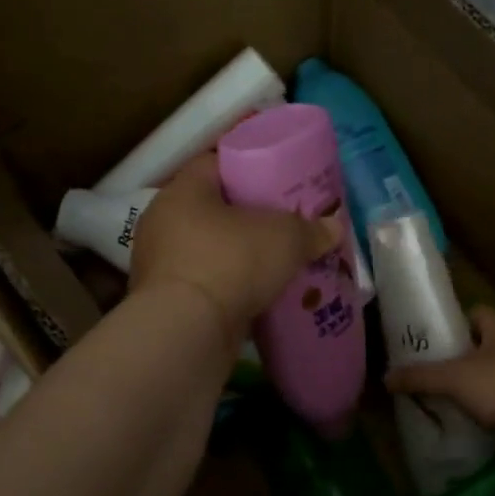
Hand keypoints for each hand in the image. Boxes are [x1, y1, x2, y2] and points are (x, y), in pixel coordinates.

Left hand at [130, 154, 343, 348]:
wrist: (188, 330)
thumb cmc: (232, 262)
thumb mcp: (285, 238)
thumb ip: (311, 230)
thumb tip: (335, 227)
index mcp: (183, 191)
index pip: (213, 164)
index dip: (247, 169)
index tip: (276, 182)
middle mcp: (162, 222)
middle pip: (211, 210)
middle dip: (245, 218)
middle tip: (280, 225)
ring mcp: (159, 264)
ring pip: (206, 250)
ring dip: (235, 257)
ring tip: (272, 265)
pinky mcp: (164, 302)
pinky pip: (203, 285)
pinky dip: (225, 289)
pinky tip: (254, 297)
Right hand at [384, 305, 494, 431]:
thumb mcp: (450, 379)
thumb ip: (418, 376)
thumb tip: (386, 378)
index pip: (478, 312)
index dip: (457, 322)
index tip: (439, 338)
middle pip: (488, 341)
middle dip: (467, 352)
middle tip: (442, 366)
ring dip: (482, 377)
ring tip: (457, 391)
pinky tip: (478, 412)